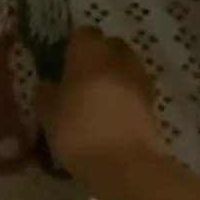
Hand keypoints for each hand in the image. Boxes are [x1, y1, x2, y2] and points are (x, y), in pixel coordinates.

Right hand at [37, 28, 165, 179]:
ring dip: (113, 75)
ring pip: (125, 66)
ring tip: (97, 99)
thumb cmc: (78, 133)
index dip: (72, 46)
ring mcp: (139, 79)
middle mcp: (117, 59)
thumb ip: (46, 93)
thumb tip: (48, 84)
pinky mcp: (152, 102)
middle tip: (79, 79)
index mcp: (89, 55)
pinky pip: (135, 88)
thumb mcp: (48, 115)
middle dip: (97, 56)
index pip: (83, 33)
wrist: (123, 165)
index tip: (61, 63)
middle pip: (109, 45)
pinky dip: (125, 94)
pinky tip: (112, 115)